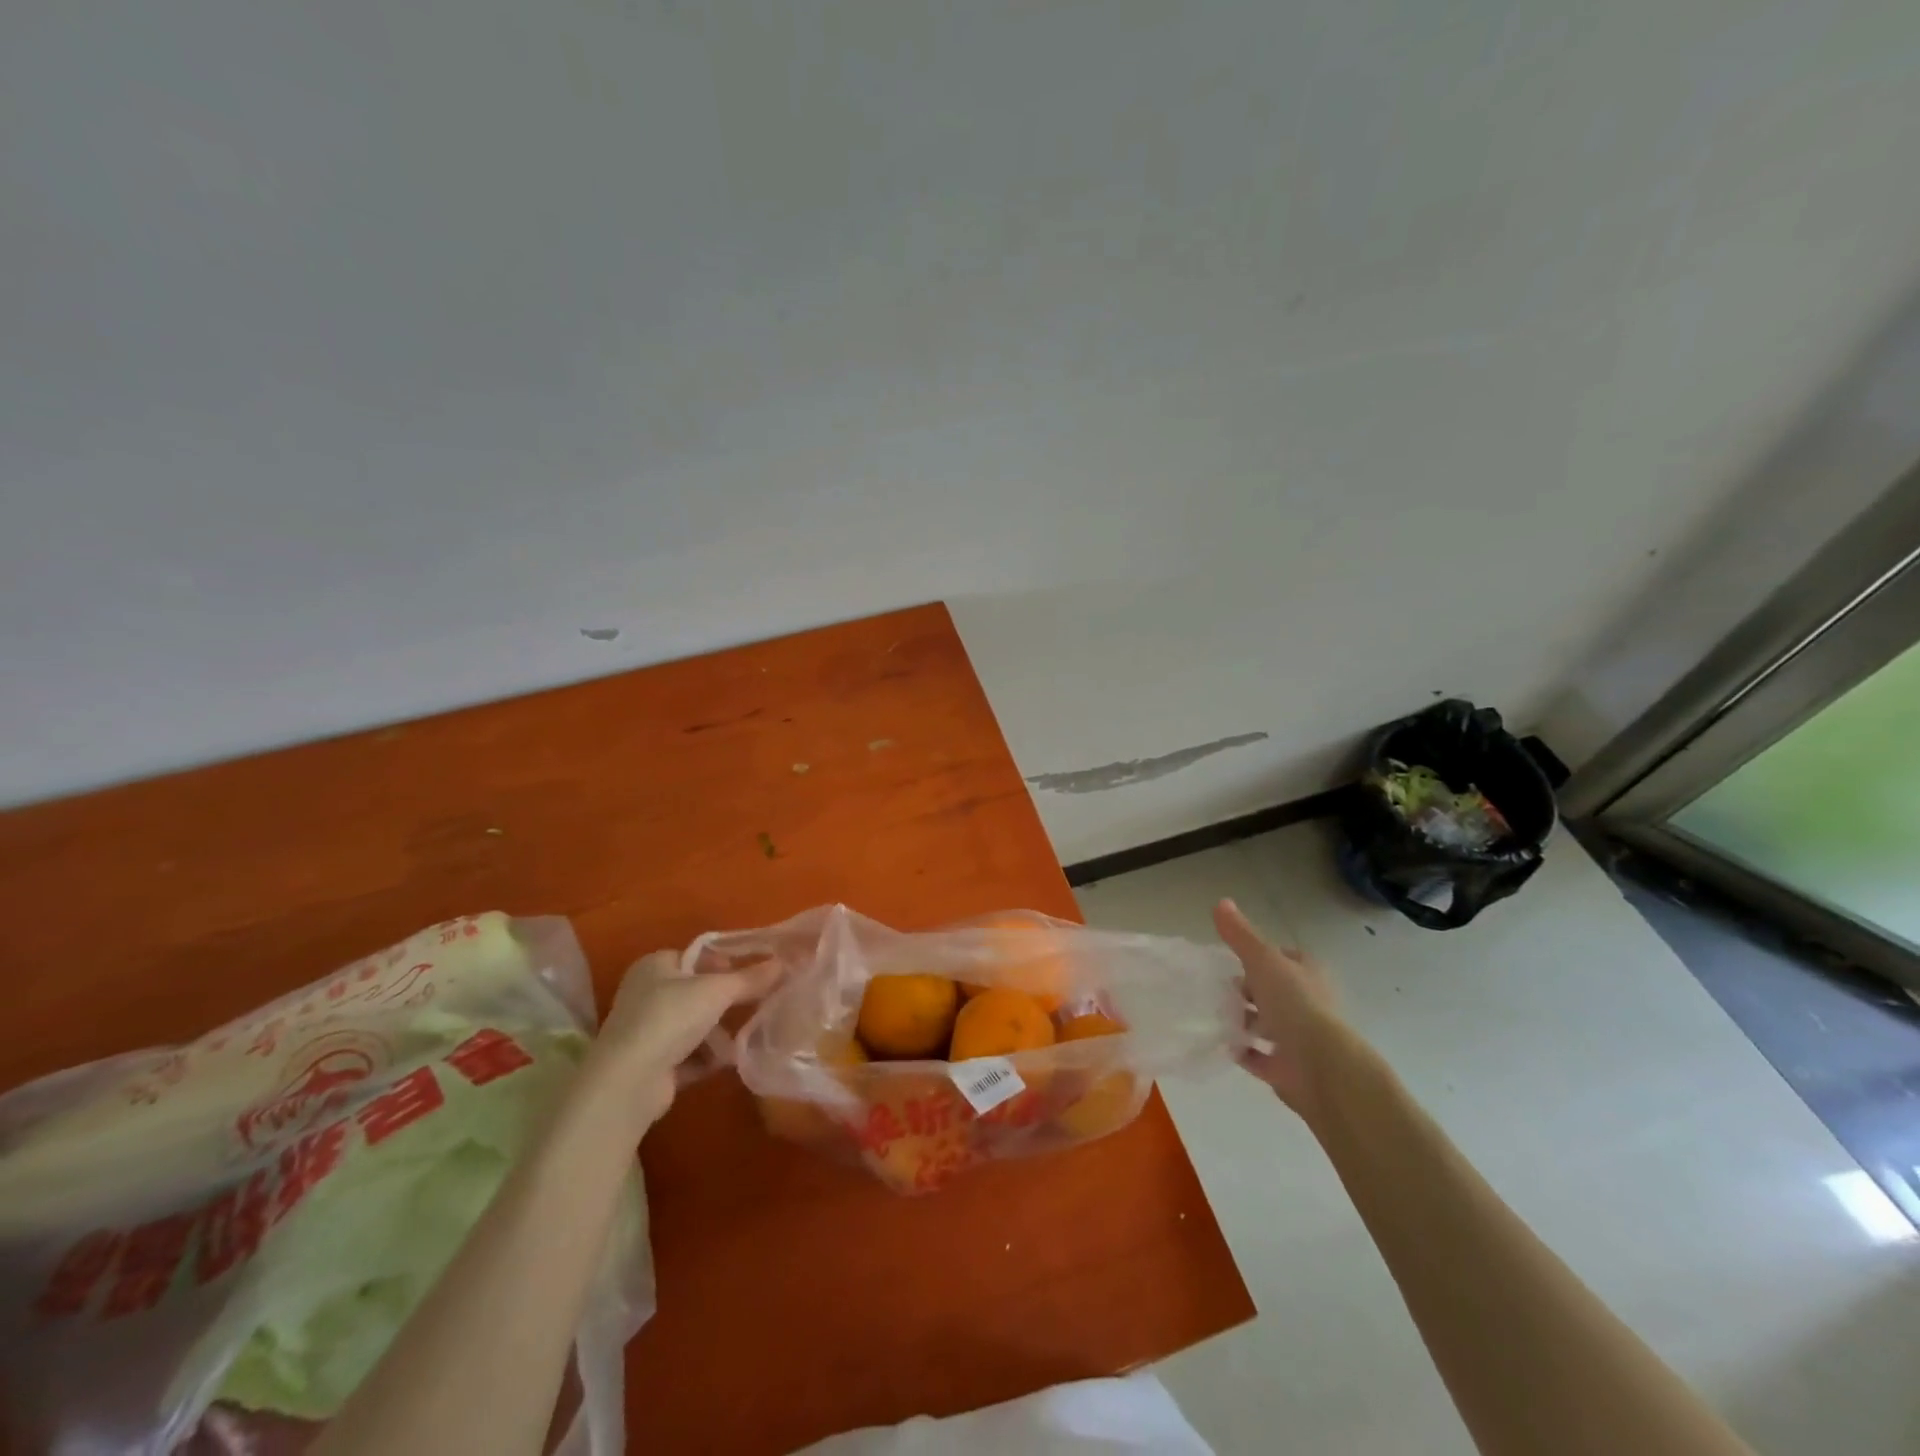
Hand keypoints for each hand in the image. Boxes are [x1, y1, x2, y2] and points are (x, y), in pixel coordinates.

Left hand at [590, 949, 780, 1128]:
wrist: (629, 1082)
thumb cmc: (670, 1018)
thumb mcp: (717, 991)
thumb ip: (751, 978)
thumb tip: (784, 963)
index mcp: (655, 966)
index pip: (696, 957)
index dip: (724, 964)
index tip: (750, 976)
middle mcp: (646, 994)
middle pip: (697, 992)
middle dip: (725, 1003)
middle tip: (754, 1006)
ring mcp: (646, 1031)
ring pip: (694, 1025)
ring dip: (718, 1035)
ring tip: (743, 1040)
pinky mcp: (651, 1065)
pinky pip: (688, 1055)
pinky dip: (706, 1058)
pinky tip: (727, 1062)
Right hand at [1213, 899, 1340, 1118]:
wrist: (1322, 1068)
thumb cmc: (1295, 1004)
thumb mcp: (1263, 960)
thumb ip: (1240, 935)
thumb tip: (1220, 901)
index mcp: (1308, 974)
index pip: (1282, 958)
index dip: (1258, 957)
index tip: (1231, 960)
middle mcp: (1308, 1003)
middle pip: (1272, 991)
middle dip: (1247, 990)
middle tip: (1218, 989)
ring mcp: (1300, 1038)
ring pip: (1266, 1023)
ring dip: (1243, 1020)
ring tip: (1213, 1014)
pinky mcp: (1289, 1068)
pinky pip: (1259, 1056)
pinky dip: (1241, 1050)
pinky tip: (1220, 1044)